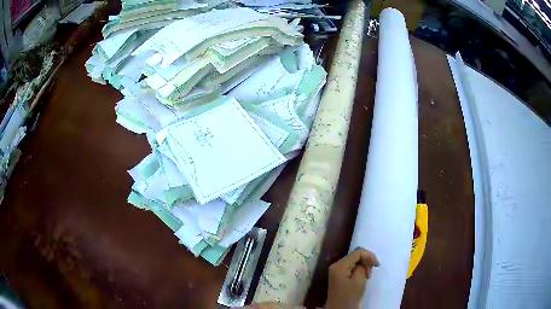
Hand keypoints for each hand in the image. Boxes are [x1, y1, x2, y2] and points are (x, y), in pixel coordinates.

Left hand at [325, 247, 378, 308]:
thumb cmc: (350, 297)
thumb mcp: (359, 280)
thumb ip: (362, 266)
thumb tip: (364, 261)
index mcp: (339, 265)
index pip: (357, 252)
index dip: (369, 255)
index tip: (377, 265)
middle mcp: (336, 265)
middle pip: (354, 255)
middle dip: (365, 261)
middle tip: (370, 274)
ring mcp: (336, 271)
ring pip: (353, 261)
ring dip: (363, 266)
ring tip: (366, 276)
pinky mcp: (338, 276)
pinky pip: (350, 267)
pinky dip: (358, 270)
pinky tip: (362, 277)